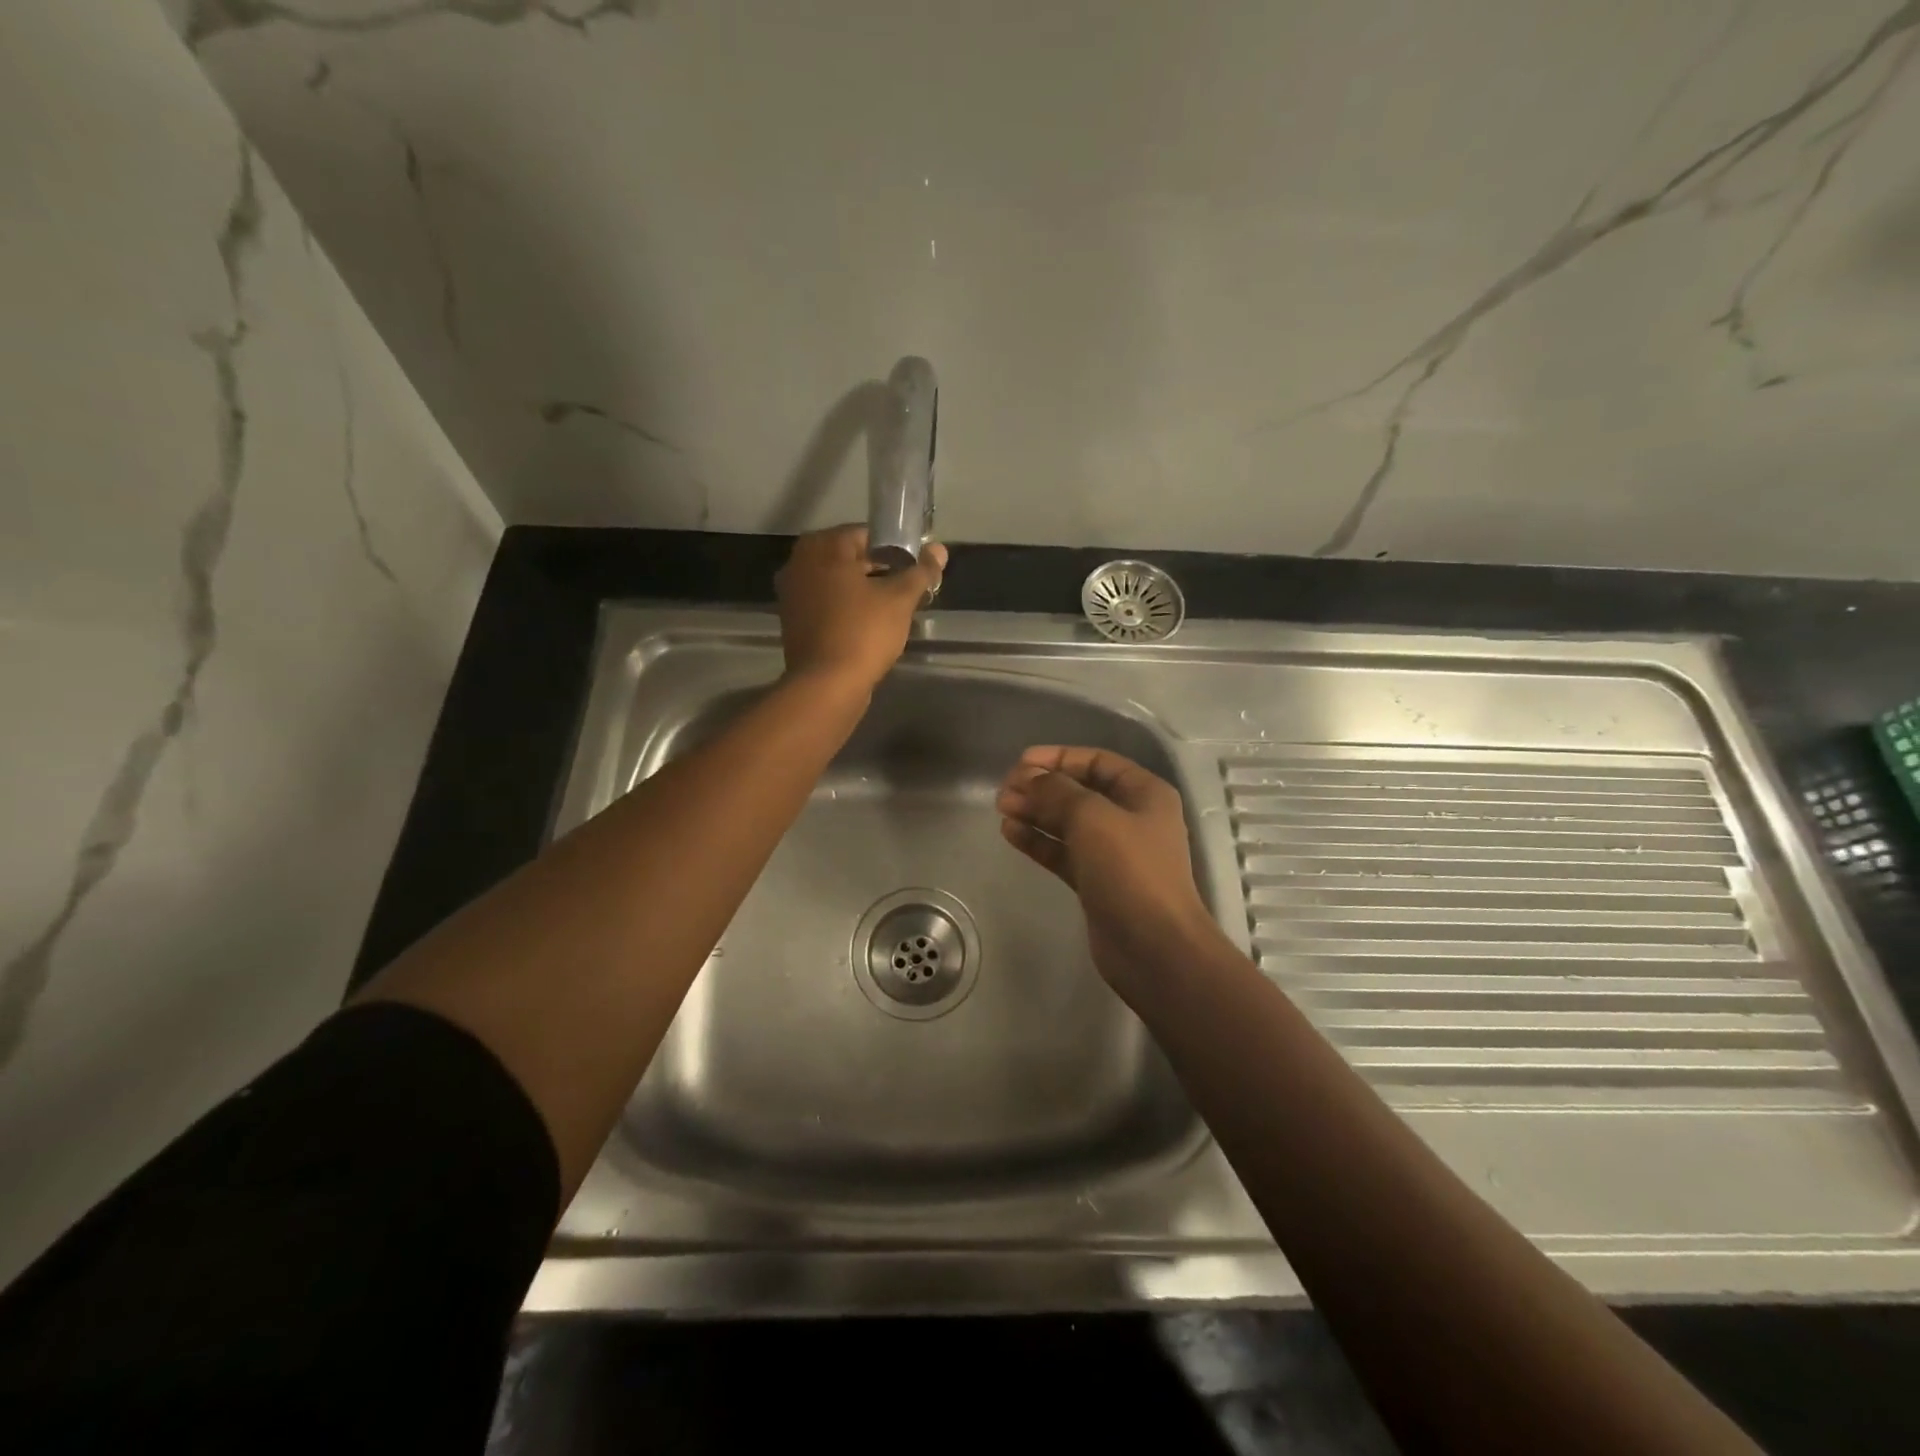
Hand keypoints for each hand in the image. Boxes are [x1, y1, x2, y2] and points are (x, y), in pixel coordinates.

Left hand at [775, 525, 946, 691]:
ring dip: (861, 591)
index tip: (912, 567)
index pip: (865, 534)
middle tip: (905, 588)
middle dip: (878, 570)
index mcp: (822, 548)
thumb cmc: (864, 633)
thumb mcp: (900, 600)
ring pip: (836, 583)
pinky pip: (825, 605)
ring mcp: (792, 594)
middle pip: (848, 558)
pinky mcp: (793, 621)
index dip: (894, 549)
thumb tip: (939, 549)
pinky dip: (845, 609)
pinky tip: (868, 625)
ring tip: (891, 608)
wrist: (826, 686)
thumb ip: (921, 572)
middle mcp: (799, 563)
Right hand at [995, 746, 1226, 999]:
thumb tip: (1030, 777)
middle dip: (1042, 786)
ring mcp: (1114, 853)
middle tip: (1004, 789)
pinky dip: (1039, 841)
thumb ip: (1057, 792)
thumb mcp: (1092, 818)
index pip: (1097, 762)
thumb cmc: (1130, 871)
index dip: (1059, 757)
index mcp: (1144, 793)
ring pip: (1068, 823)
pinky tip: (1010, 832)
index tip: (1021, 763)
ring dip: (1036, 812)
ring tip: (1001, 807)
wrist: (1154, 947)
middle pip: (1080, 791)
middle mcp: (1131, 818)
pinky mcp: (1097, 882)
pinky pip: (1063, 852)